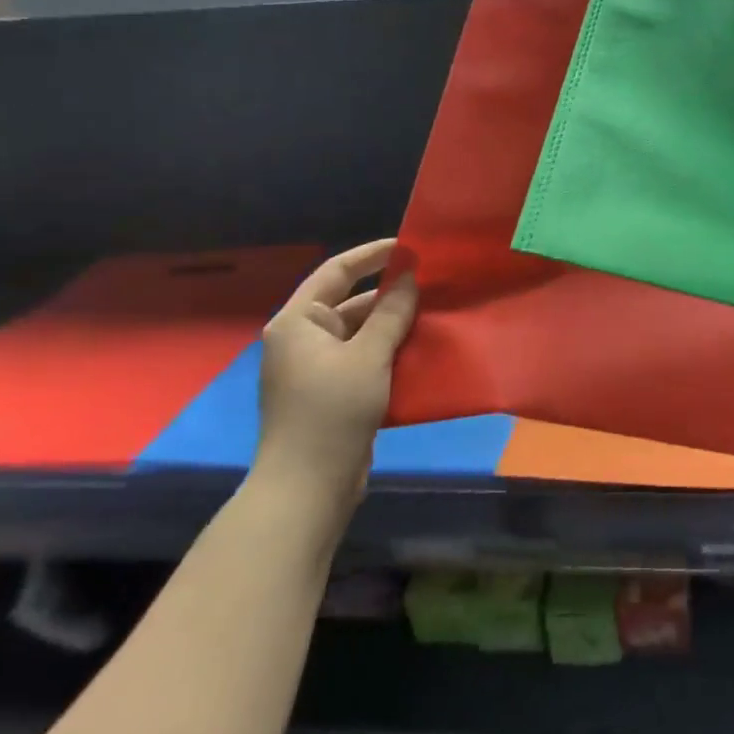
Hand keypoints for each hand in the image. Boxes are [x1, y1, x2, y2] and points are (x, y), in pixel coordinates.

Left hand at [256, 239, 417, 497]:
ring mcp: (315, 368)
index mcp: (298, 322)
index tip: (411, 246)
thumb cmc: (332, 412)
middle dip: (389, 294)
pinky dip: (388, 351)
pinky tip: (421, 350)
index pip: (336, 272)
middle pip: (350, 303)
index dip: (372, 254)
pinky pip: (362, 359)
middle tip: (432, 284)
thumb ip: (391, 313)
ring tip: (435, 314)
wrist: (309, 487)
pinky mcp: (331, 393)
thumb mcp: (369, 356)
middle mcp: (301, 339)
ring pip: (359, 333)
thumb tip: (409, 276)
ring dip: (392, 325)